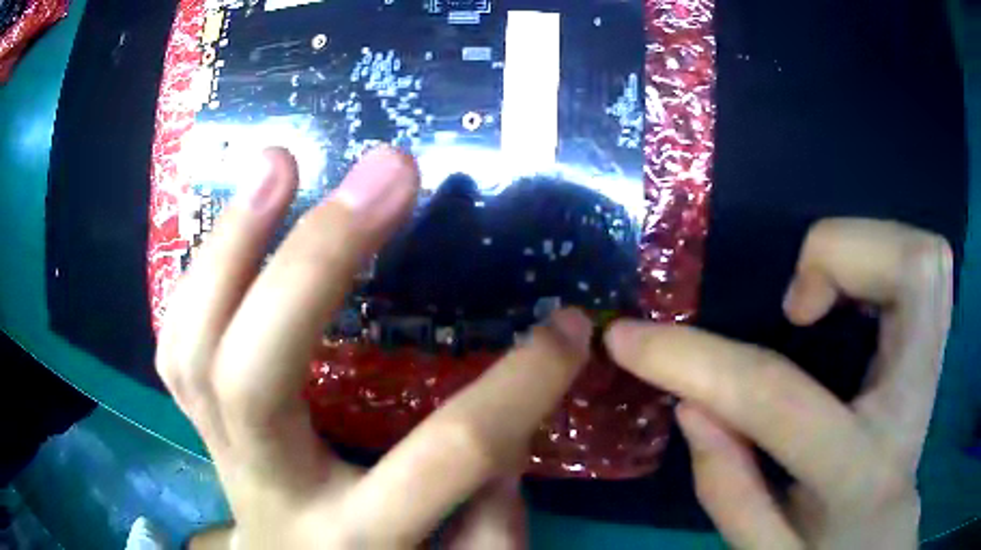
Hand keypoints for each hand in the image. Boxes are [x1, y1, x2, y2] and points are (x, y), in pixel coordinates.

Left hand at [156, 147, 592, 547]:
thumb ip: (489, 519)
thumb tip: (505, 423)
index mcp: (352, 536)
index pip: (444, 457)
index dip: (520, 387)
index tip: (568, 326)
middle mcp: (269, 486)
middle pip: (255, 375)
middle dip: (318, 260)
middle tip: (388, 171)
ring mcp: (217, 447)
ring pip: (190, 347)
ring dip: (230, 245)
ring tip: (279, 162)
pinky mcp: (198, 421)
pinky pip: (177, 343)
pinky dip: (201, 274)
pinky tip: (238, 218)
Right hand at [606, 219, 952, 549]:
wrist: (881, 541)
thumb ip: (728, 486)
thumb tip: (691, 400)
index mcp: (859, 472)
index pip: (778, 398)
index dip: (696, 360)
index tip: (631, 338)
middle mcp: (912, 400)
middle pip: (912, 274)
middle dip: (841, 253)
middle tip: (796, 303)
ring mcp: (932, 363)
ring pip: (927, 255)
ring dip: (866, 246)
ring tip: (820, 293)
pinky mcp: (933, 344)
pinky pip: (928, 265)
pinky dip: (885, 253)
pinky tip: (852, 293)